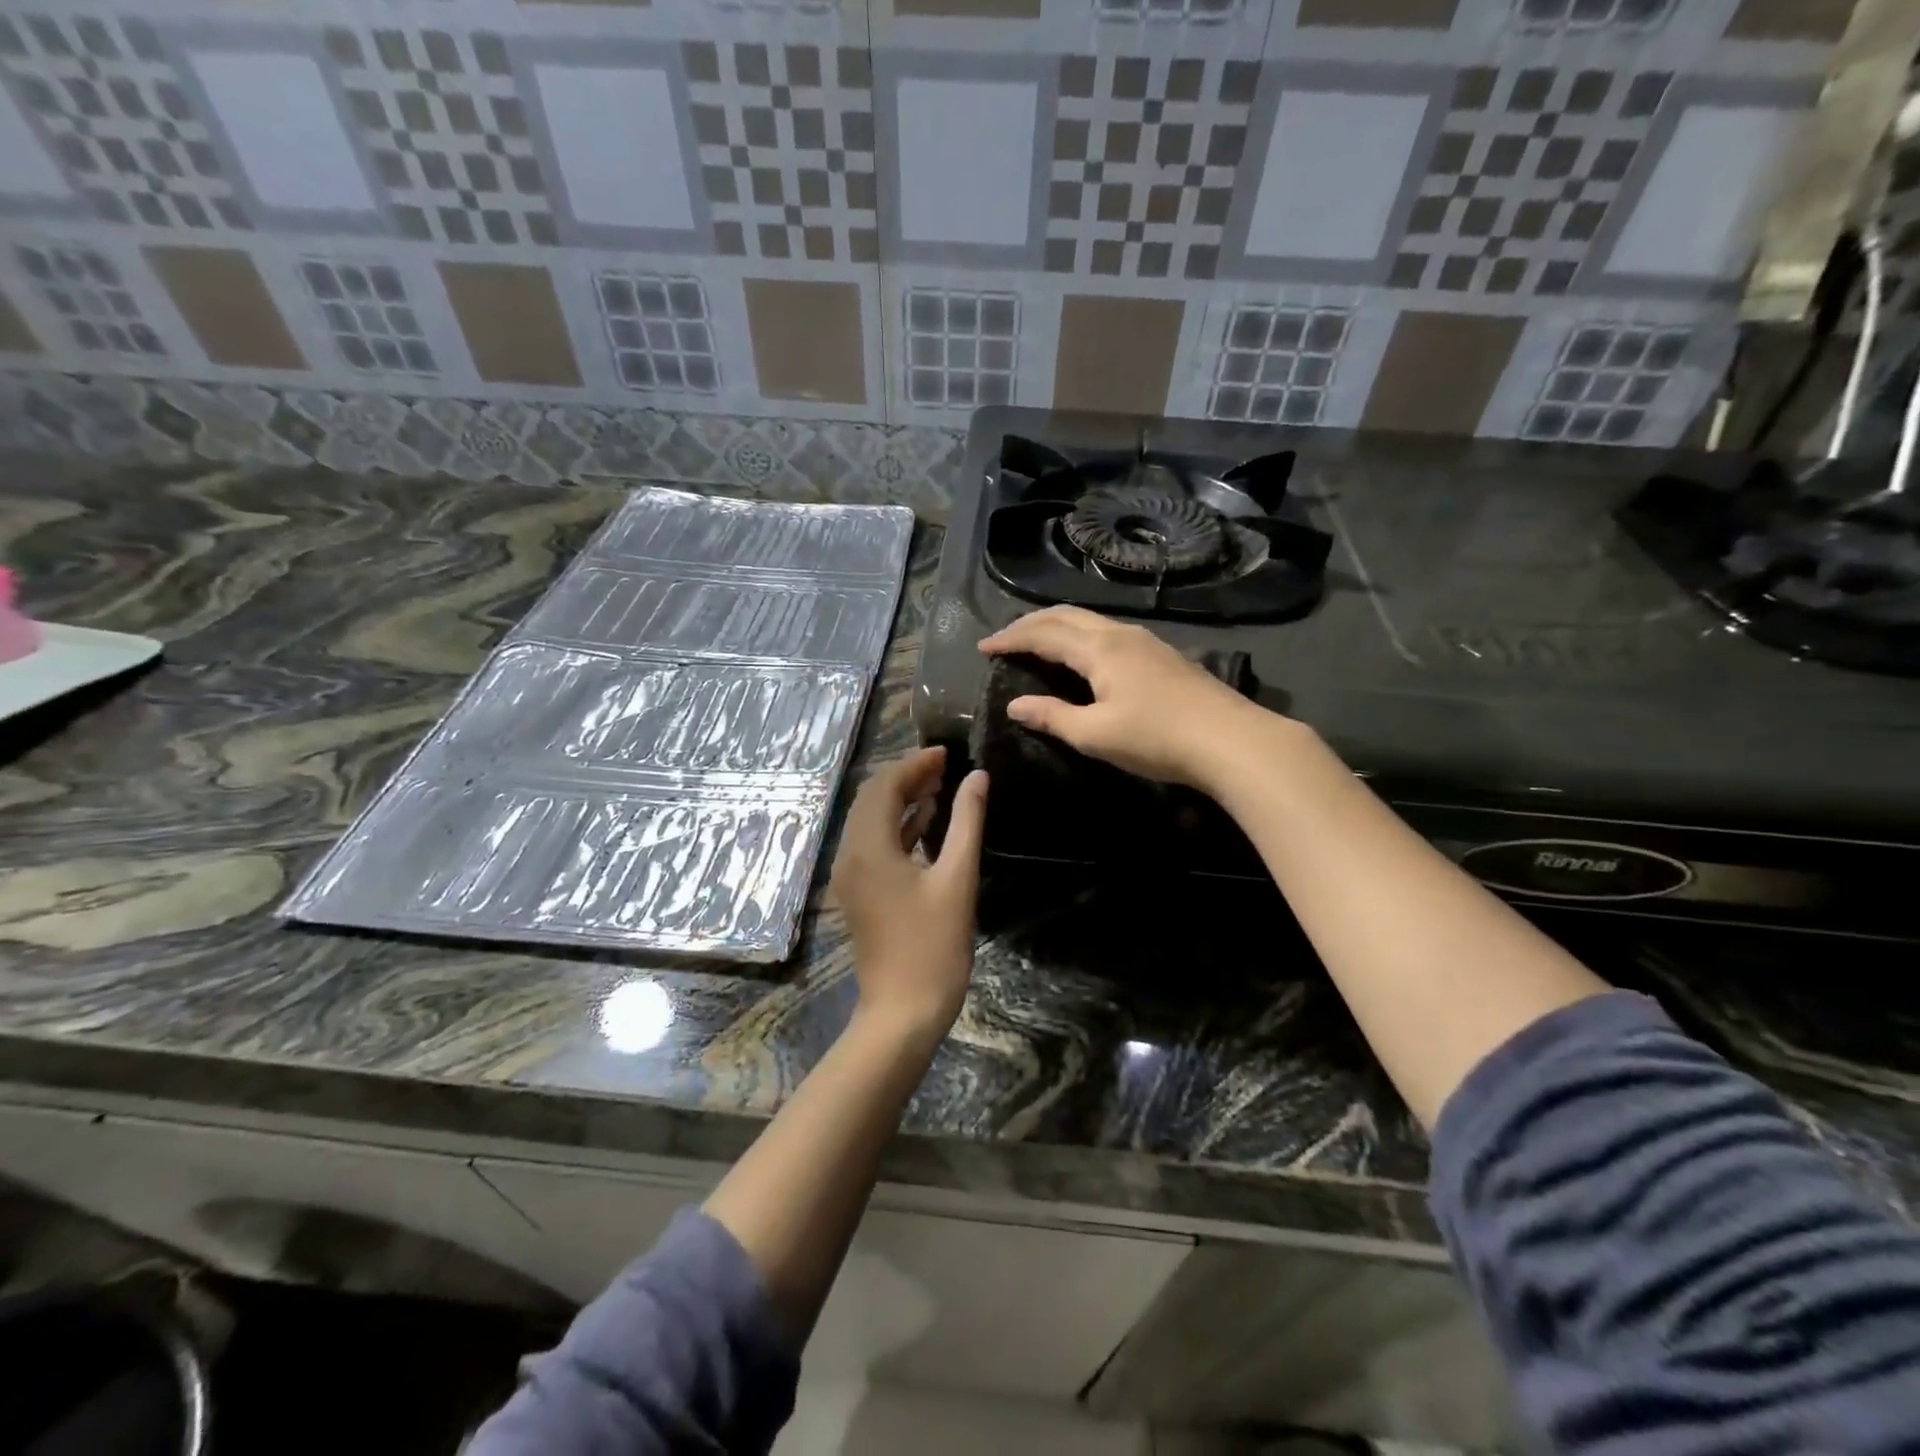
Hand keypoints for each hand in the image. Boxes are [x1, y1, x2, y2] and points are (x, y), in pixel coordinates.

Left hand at [829, 746, 986, 1040]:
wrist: (903, 1011)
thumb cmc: (933, 946)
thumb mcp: (957, 879)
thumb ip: (966, 822)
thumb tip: (977, 777)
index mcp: (869, 848)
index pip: (884, 786)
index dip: (914, 764)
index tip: (946, 753)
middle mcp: (850, 855)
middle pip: (872, 799)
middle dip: (906, 777)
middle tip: (945, 767)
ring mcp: (850, 876)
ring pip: (870, 821)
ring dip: (901, 801)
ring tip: (940, 787)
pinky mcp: (858, 893)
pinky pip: (872, 845)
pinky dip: (896, 828)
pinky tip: (925, 823)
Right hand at [978, 605, 1280, 791]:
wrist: (1231, 740)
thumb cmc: (1157, 738)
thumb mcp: (1096, 734)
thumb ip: (1052, 716)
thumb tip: (1015, 705)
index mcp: (1099, 649)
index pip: (1043, 634)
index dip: (1011, 638)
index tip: (984, 648)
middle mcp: (1120, 634)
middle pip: (1066, 615)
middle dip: (1031, 623)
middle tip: (1005, 639)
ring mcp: (1145, 641)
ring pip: (1090, 621)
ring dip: (1057, 626)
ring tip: (1037, 642)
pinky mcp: (1162, 655)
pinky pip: (1108, 632)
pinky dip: (1080, 635)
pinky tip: (1083, 655)